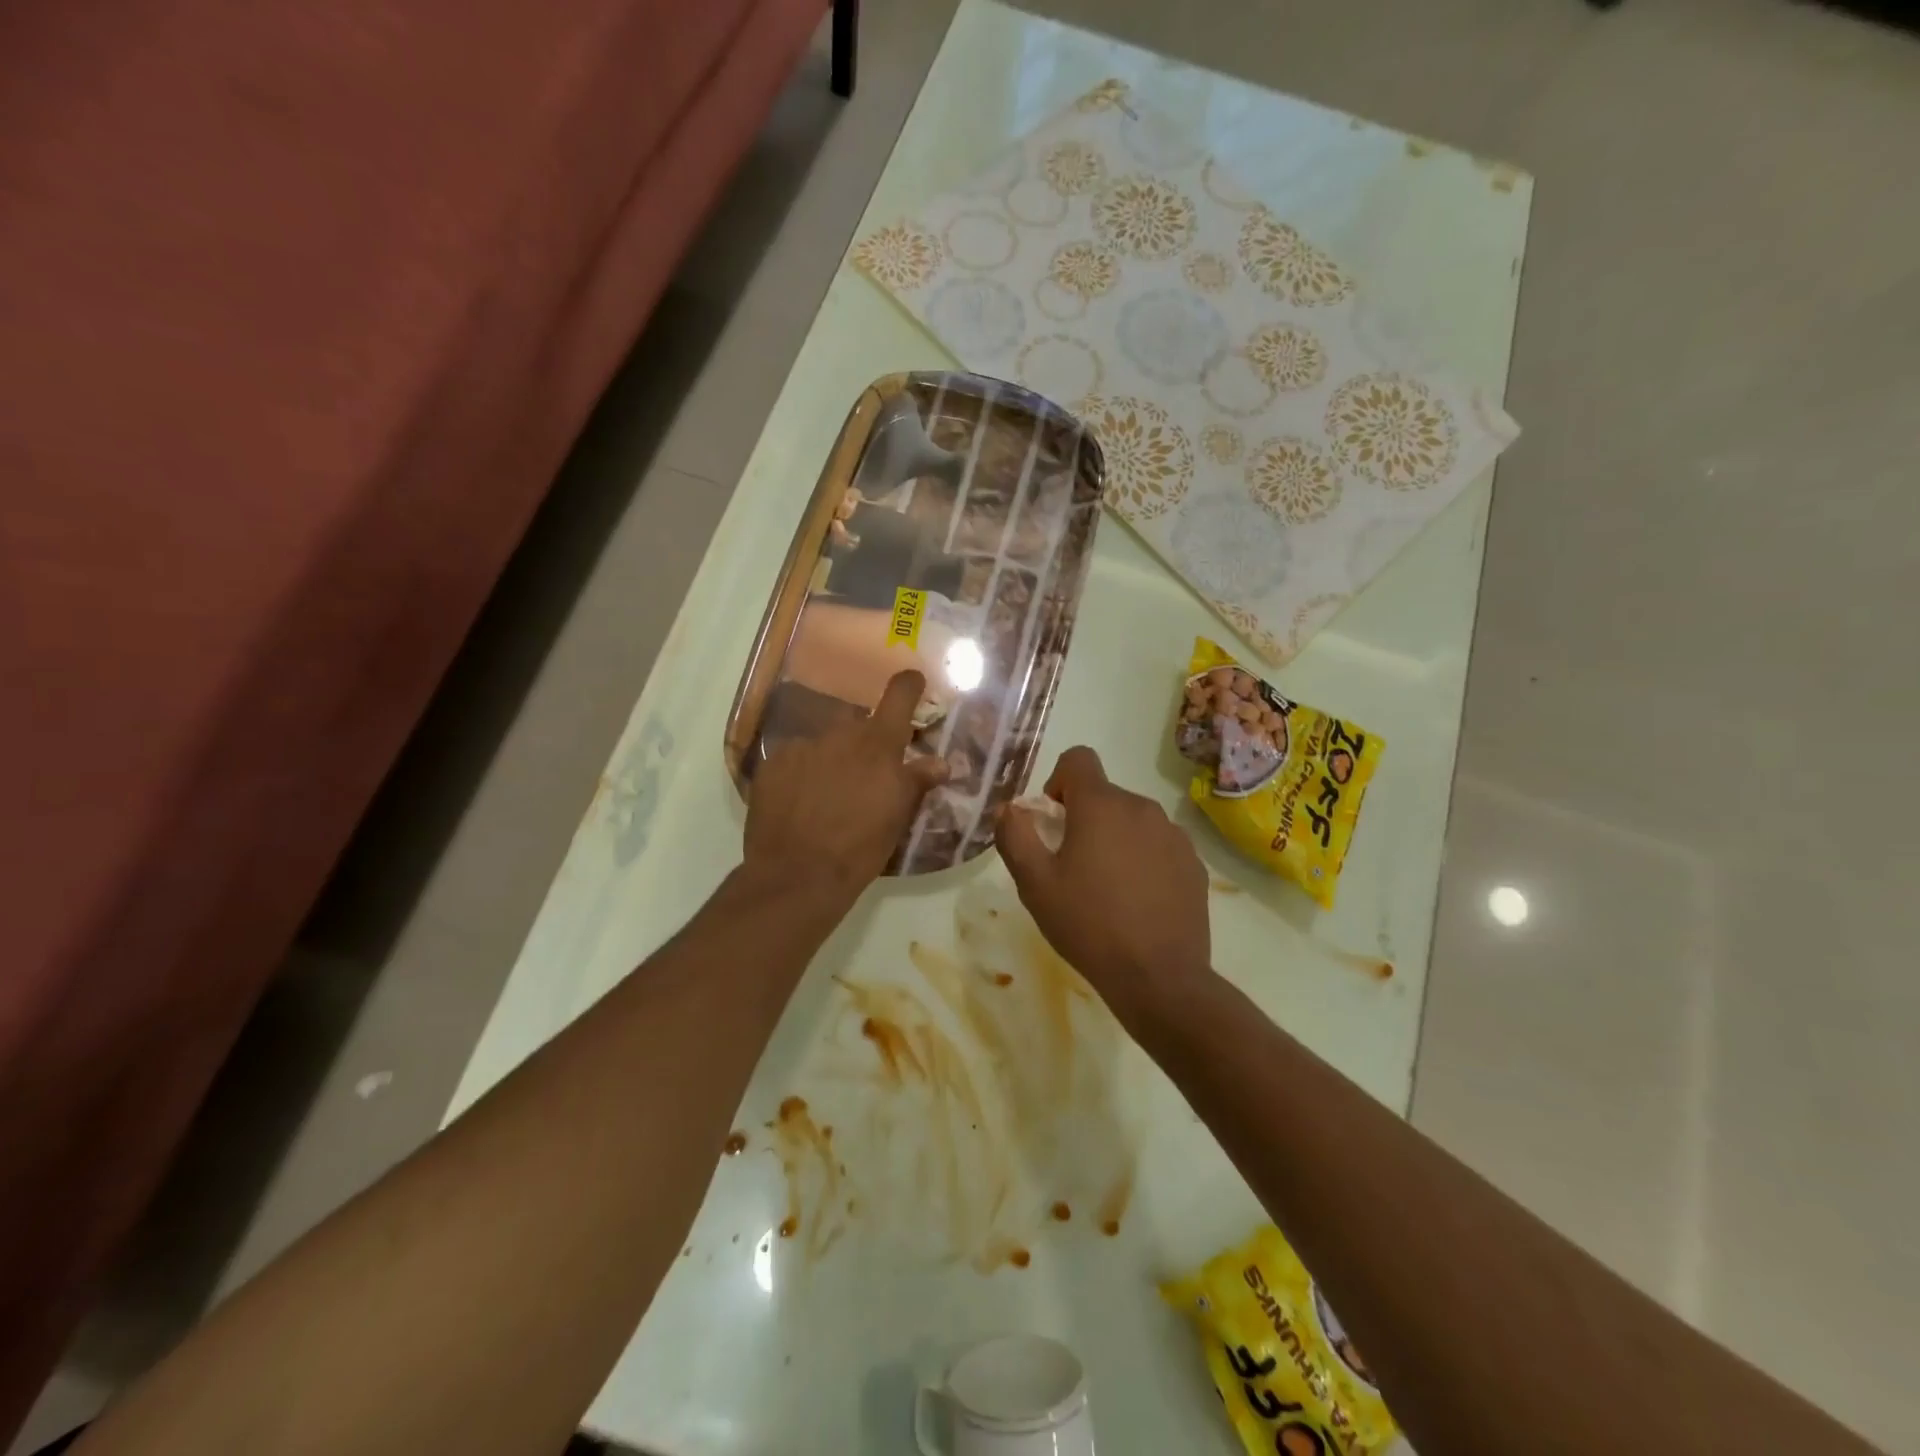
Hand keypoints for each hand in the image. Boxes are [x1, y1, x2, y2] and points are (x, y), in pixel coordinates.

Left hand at [744, 670, 946, 907]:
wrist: (797, 874)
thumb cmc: (861, 847)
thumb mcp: (898, 817)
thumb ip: (917, 782)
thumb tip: (941, 762)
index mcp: (878, 745)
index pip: (899, 695)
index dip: (909, 685)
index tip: (913, 682)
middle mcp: (840, 735)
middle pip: (858, 724)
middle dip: (865, 742)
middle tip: (865, 773)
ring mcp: (802, 746)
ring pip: (824, 742)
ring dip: (831, 758)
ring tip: (828, 794)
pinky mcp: (772, 764)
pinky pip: (794, 758)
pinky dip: (801, 772)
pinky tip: (800, 801)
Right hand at [996, 747, 1210, 1018]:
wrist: (1159, 977)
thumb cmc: (1088, 924)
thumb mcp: (1034, 884)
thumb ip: (1015, 836)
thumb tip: (1008, 808)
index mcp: (1101, 806)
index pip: (1079, 759)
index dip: (1059, 780)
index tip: (1054, 819)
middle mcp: (1142, 808)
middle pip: (1105, 794)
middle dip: (1085, 817)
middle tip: (1073, 865)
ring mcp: (1174, 835)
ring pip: (1134, 820)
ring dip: (1116, 839)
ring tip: (1107, 888)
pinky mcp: (1194, 864)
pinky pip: (1159, 846)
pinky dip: (1144, 860)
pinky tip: (1138, 902)